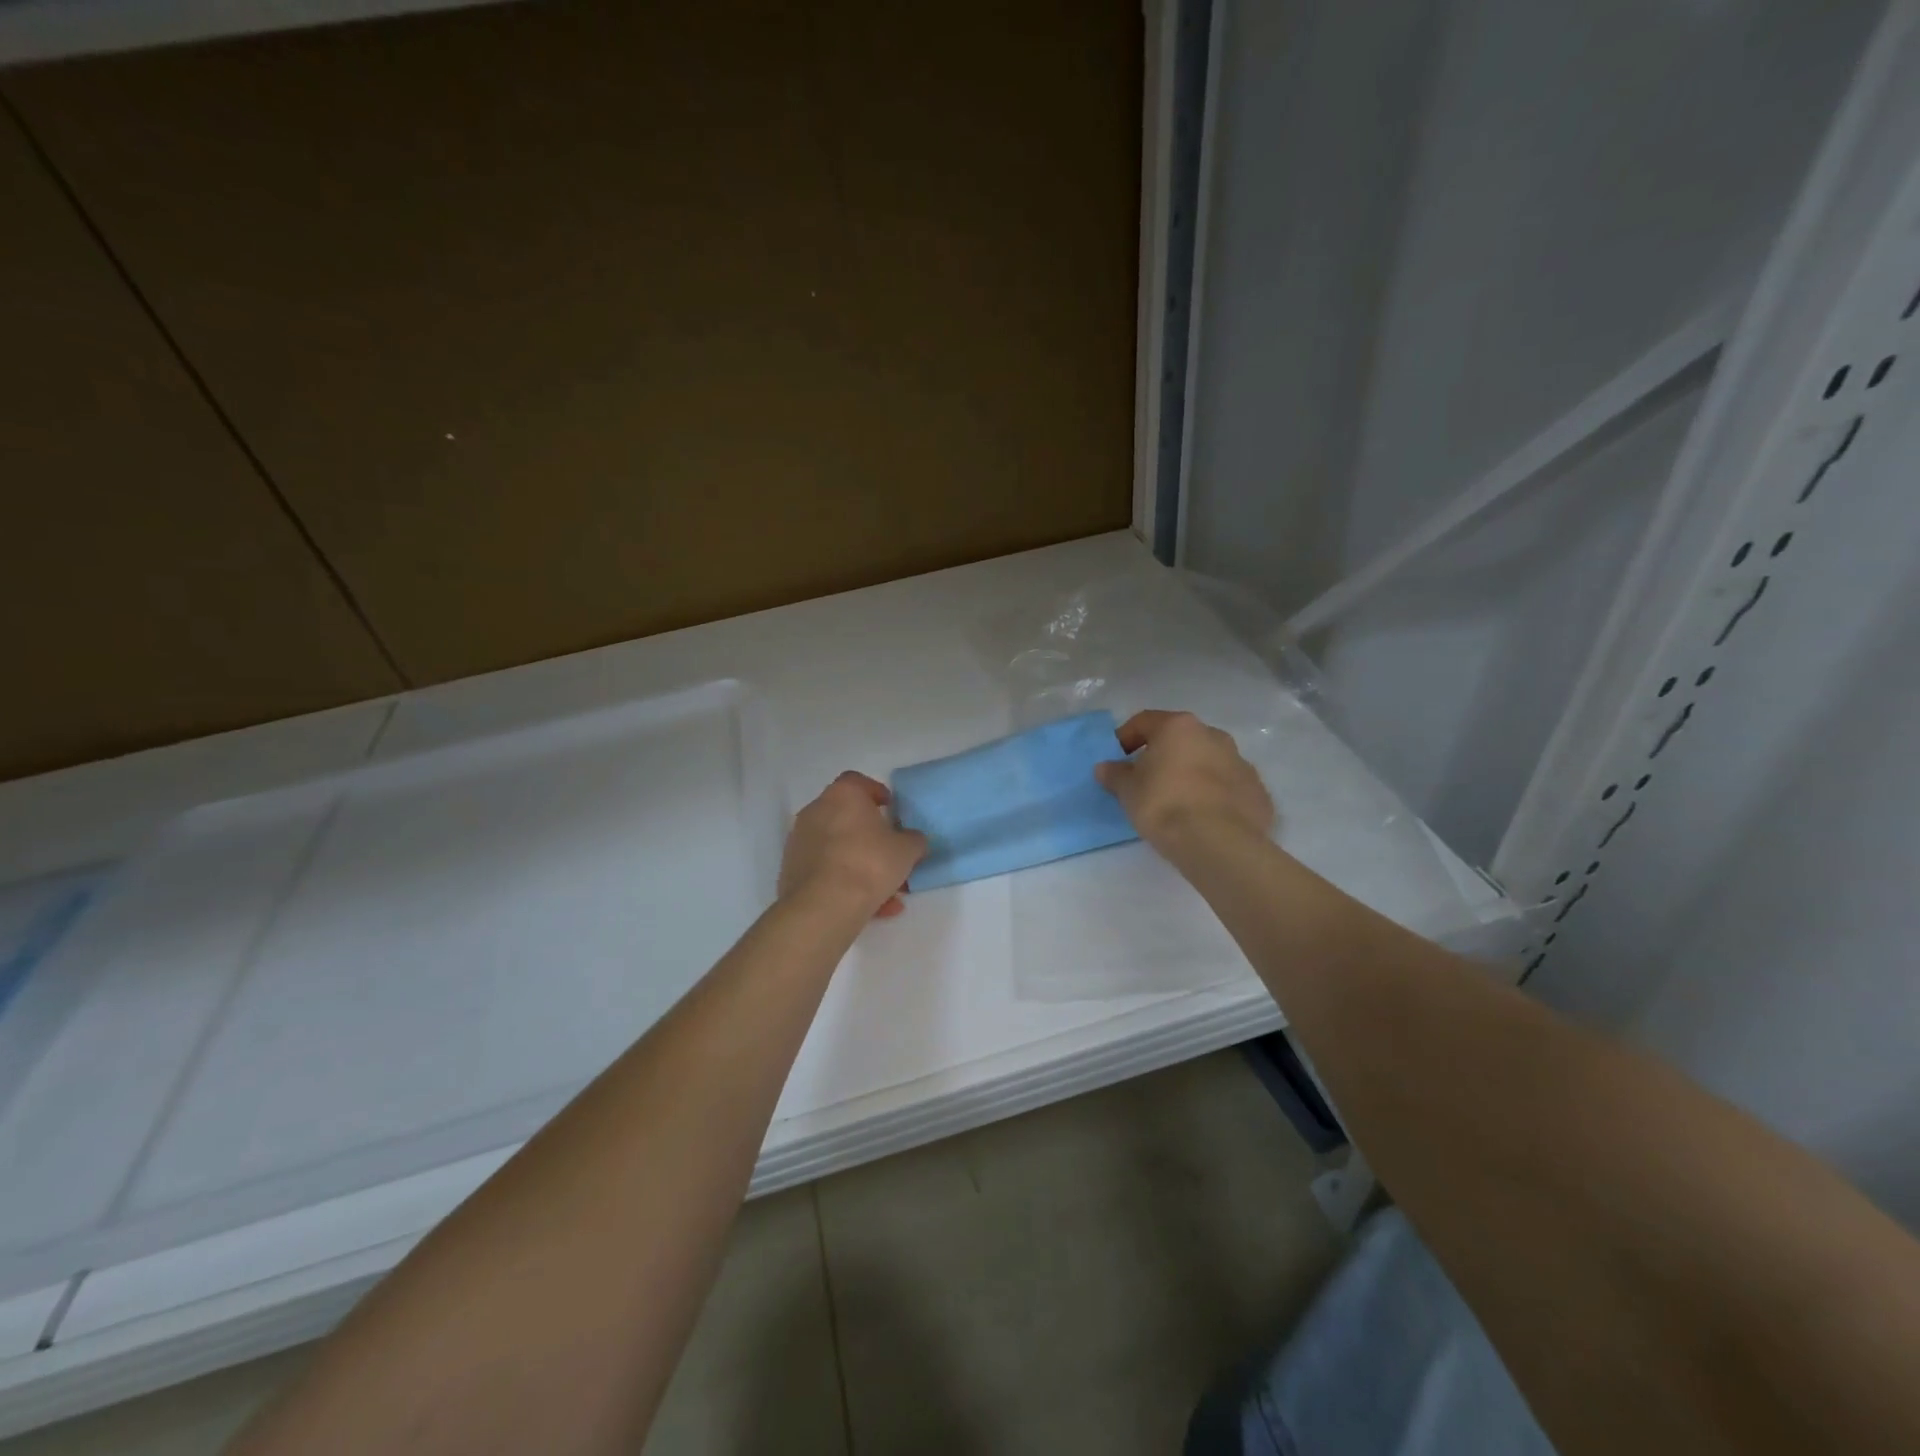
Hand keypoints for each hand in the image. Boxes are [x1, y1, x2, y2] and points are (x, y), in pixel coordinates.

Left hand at [779, 771, 927, 919]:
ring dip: (860, 865)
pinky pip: (826, 871)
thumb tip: (912, 840)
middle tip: (889, 853)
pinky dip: (845, 883)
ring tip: (886, 893)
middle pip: (846, 817)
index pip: (858, 782)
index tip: (890, 809)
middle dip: (869, 835)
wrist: (824, 906)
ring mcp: (800, 841)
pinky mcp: (791, 870)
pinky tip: (868, 908)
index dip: (876, 793)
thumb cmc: (869, 863)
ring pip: (837, 849)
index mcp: (843, 795)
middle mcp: (816, 810)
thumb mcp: (907, 850)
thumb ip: (914, 840)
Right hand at [1094, 710, 1273, 855]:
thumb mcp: (1128, 791)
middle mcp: (1213, 736)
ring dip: (1192, 773)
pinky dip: (1215, 795)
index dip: (1126, 737)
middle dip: (1164, 755)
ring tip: (1178, 801)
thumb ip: (1115, 775)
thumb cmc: (1164, 805)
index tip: (1118, 758)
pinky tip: (1204, 817)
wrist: (1217, 842)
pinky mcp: (1257, 791)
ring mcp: (1241, 762)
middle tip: (1148, 780)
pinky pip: (1229, 787)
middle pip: (1181, 739)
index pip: (1145, 721)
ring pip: (1208, 761)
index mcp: (1179, 727)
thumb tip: (1105, 767)